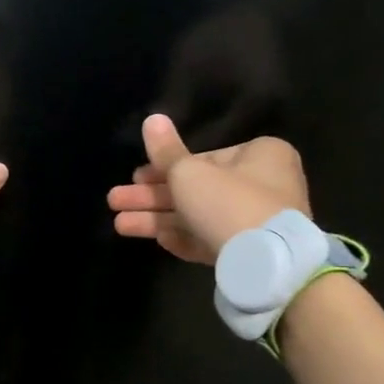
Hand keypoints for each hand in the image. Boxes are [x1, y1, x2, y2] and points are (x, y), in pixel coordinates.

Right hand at [106, 113, 309, 264]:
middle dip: (152, 197)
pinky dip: (185, 239)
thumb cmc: (228, 203)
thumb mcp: (188, 173)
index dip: (164, 167)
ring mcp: (257, 223)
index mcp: (260, 155)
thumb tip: (152, 119)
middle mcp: (263, 185)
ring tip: (120, 225)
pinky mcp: (251, 254)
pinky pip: (212, 241)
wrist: (268, 264)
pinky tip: (159, 240)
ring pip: (198, 217)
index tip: (135, 177)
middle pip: (196, 189)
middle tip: (115, 201)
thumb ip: (165, 151)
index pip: (203, 158)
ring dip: (158, 220)